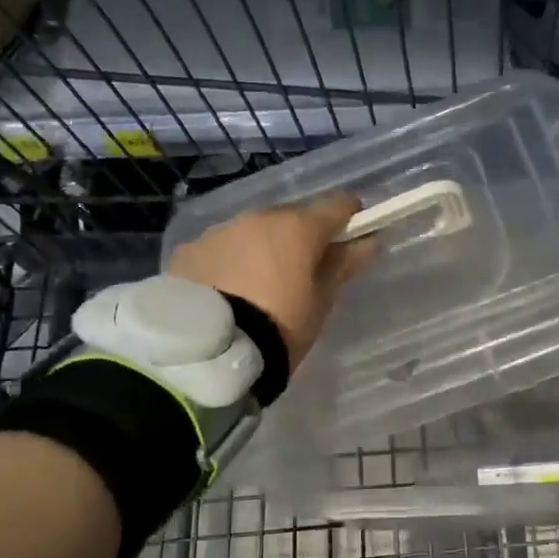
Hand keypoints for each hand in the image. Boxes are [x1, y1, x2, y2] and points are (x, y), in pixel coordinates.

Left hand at [167, 192, 379, 370]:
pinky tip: (224, 293)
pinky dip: (228, 263)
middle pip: (291, 218)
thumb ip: (344, 265)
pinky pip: (220, 249)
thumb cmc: (279, 327)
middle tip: (299, 276)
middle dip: (300, 239)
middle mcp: (258, 217)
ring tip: (256, 289)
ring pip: (252, 232)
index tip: (352, 239)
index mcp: (298, 227)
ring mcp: (220, 231)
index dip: (350, 219)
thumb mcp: (320, 302)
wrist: (209, 352)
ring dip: (261, 249)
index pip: (338, 205)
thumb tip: (369, 240)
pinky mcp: (189, 250)